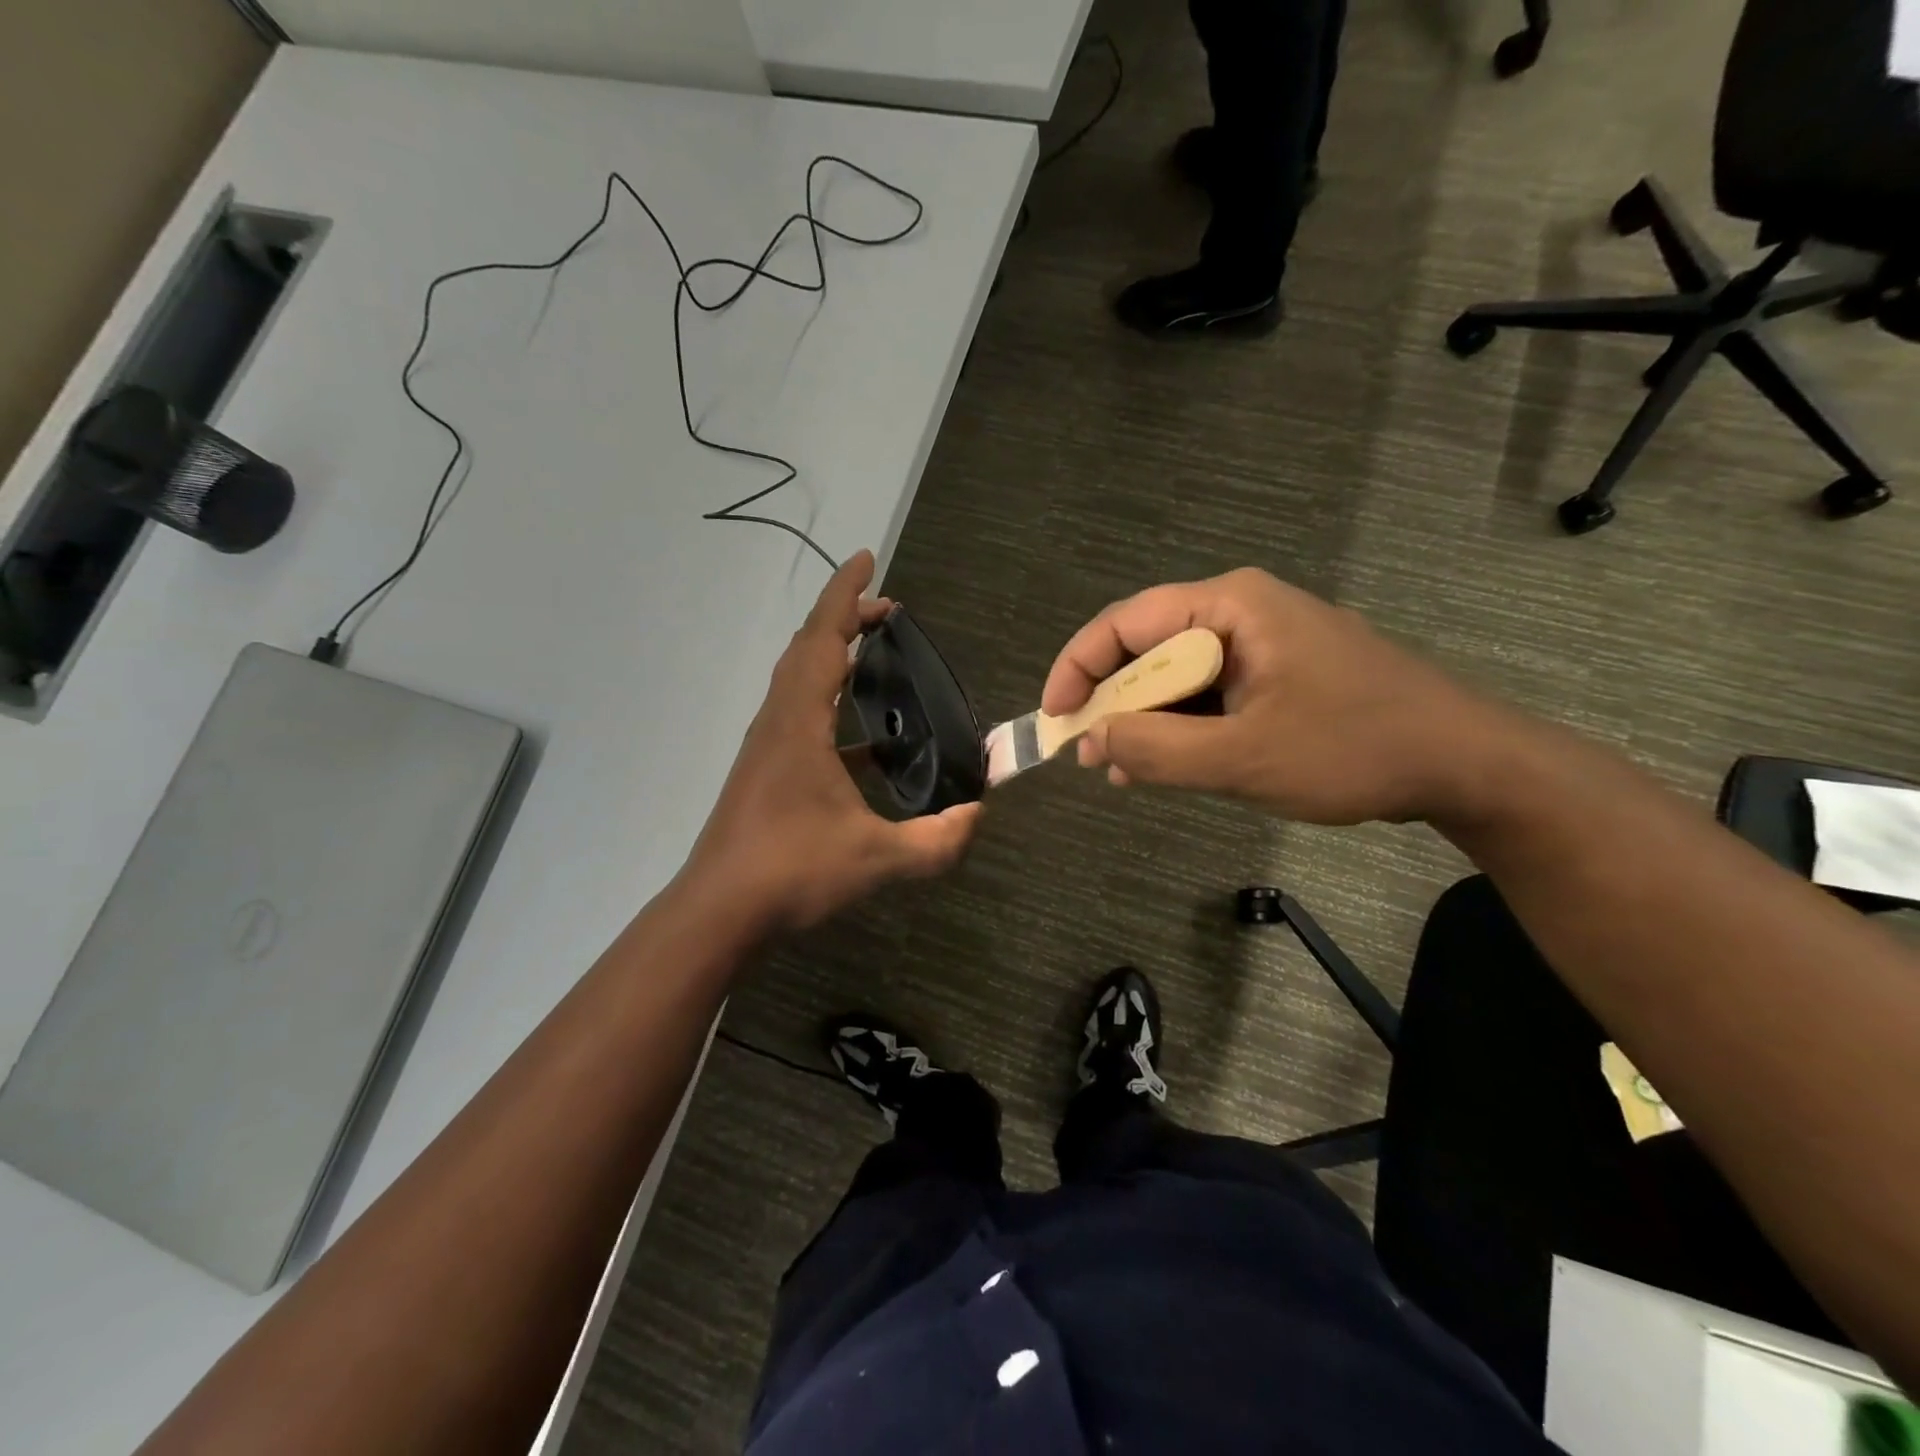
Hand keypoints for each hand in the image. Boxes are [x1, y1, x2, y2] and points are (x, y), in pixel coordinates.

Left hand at [682, 550, 981, 935]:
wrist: (720, 909)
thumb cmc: (791, 871)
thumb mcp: (875, 859)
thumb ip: (935, 841)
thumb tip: (977, 817)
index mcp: (800, 722)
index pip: (823, 638)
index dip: (846, 595)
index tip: (868, 559)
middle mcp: (778, 721)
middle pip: (807, 647)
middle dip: (845, 617)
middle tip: (888, 611)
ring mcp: (767, 744)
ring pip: (797, 677)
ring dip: (832, 653)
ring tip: (875, 654)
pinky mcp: (765, 767)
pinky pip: (798, 710)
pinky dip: (828, 697)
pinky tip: (864, 737)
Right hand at [1042, 568, 1515, 826]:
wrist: (1467, 765)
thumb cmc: (1353, 749)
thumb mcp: (1242, 757)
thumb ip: (1157, 749)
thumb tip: (1092, 739)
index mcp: (1231, 605)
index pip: (1126, 623)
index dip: (1078, 667)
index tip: (1053, 717)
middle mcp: (1241, 611)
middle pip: (1149, 648)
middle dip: (1111, 700)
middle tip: (1086, 752)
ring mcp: (1263, 642)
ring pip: (1178, 675)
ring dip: (1144, 720)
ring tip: (1117, 768)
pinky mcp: (1279, 673)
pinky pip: (1210, 693)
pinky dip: (1181, 727)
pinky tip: (1163, 766)